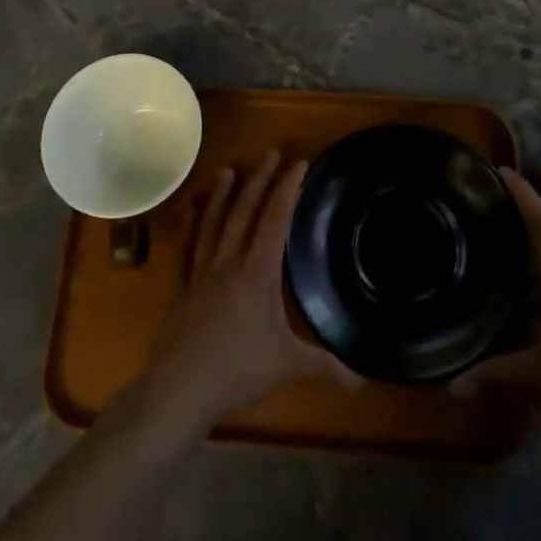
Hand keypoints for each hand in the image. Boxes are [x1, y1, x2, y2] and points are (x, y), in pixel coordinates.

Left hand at [138, 151, 358, 430]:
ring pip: (213, 222)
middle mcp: (229, 261)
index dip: (288, 189)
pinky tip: (191, 211)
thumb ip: (325, 367)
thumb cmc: (237, 370)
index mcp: (257, 271)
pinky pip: (188, 247)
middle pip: (245, 210)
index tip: (298, 163)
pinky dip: (191, 225)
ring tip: (228, 169)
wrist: (179, 388)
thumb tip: (362, 382)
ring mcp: (201, 271)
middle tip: (270, 152)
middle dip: (260, 179)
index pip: (276, 219)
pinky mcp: (182, 287)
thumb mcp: (288, 366)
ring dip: (222, 194)